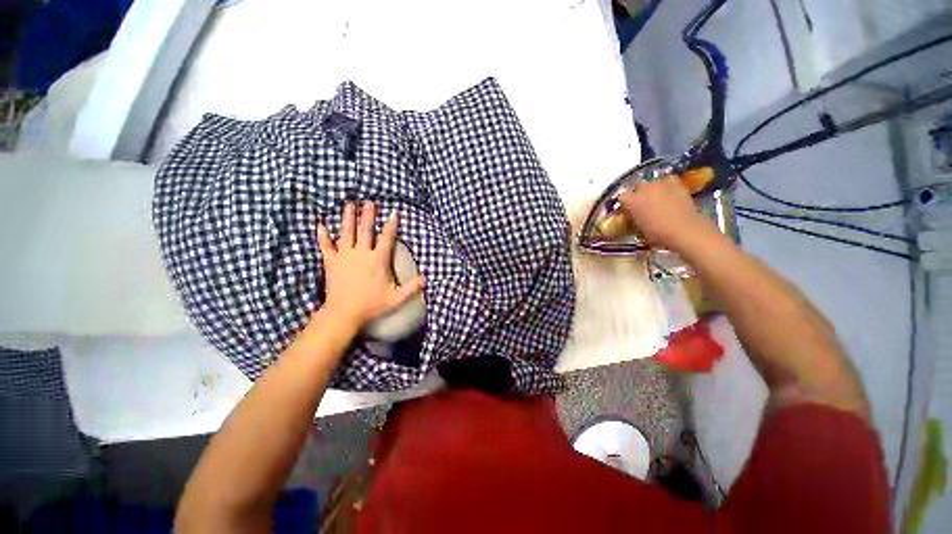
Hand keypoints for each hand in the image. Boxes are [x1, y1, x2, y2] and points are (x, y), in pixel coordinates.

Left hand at [316, 201, 424, 330]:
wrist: (344, 313)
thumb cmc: (371, 305)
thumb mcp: (396, 298)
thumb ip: (412, 288)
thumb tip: (426, 278)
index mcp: (378, 260)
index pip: (387, 238)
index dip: (391, 225)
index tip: (394, 213)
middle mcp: (361, 253)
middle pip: (365, 230)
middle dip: (368, 215)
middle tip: (369, 202)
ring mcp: (344, 256)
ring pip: (346, 233)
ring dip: (348, 218)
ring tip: (349, 204)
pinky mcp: (331, 262)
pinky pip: (326, 246)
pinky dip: (323, 236)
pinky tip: (320, 225)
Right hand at [617, 177, 714, 251]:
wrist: (685, 230)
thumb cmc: (658, 234)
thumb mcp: (639, 229)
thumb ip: (633, 218)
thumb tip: (633, 215)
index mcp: (632, 200)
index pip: (622, 196)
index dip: (625, 203)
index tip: (627, 210)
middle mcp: (645, 188)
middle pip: (637, 186)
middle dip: (638, 193)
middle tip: (641, 204)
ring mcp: (662, 184)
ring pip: (653, 182)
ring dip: (652, 189)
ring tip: (656, 198)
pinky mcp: (678, 184)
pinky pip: (668, 181)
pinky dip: (667, 186)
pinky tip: (669, 194)